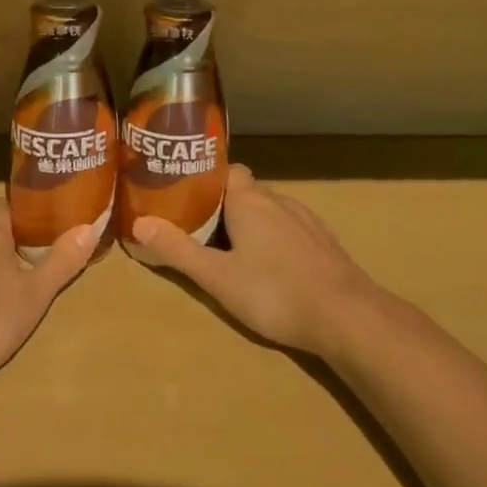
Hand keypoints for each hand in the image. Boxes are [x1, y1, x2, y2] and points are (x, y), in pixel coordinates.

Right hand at [131, 164, 382, 356]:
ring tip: (233, 251)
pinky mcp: (323, 241)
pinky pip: (290, 229)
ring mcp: (304, 218)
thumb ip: (179, 250)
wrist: (347, 315)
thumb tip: (139, 223)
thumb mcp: (218, 278)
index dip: (204, 180)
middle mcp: (276, 199)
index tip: (184, 195)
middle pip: (242, 191)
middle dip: (222, 206)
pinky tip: (273, 267)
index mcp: (248, 199)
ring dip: (249, 224)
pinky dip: (275, 239)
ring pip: (268, 211)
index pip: (223, 170)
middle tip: (200, 231)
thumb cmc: (275, 292)